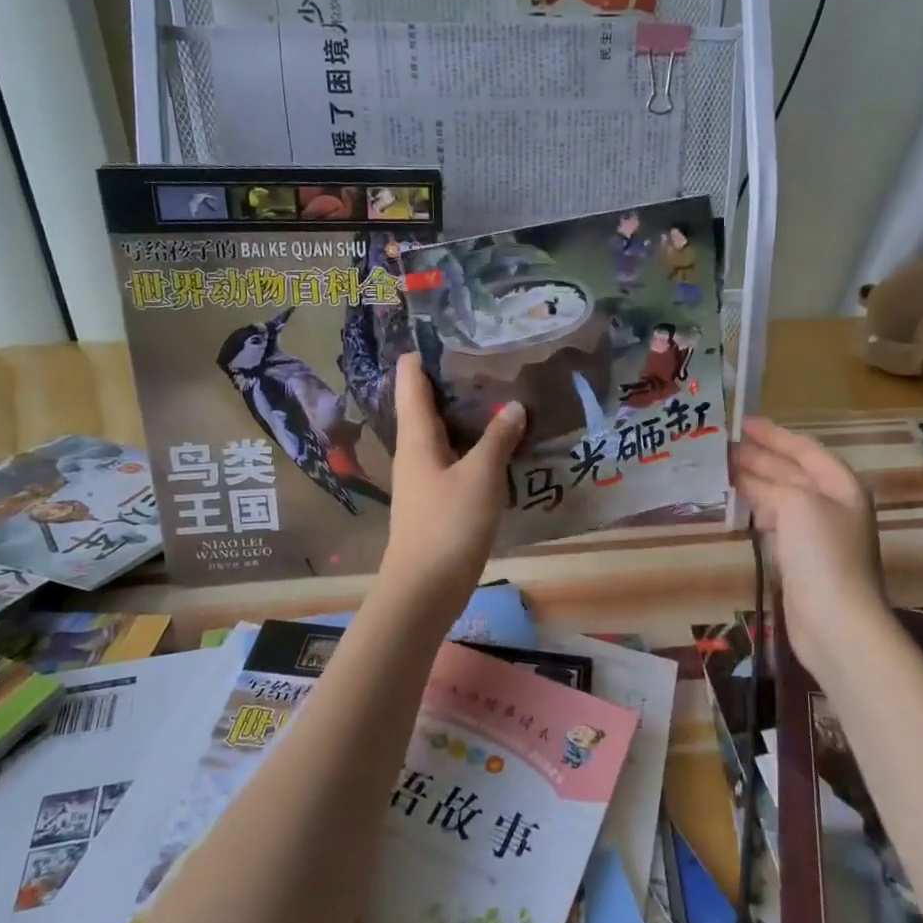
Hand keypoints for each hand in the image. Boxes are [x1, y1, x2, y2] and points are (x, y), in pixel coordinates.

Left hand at [382, 354, 524, 613]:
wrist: (424, 590)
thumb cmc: (448, 526)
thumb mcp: (480, 477)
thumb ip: (498, 439)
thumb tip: (513, 406)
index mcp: (417, 436)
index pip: (410, 380)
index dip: (426, 353)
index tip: (456, 333)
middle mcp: (414, 451)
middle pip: (428, 404)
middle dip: (457, 382)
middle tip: (494, 361)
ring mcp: (423, 478)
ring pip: (444, 434)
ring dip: (470, 417)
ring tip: (505, 397)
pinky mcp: (436, 501)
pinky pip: (454, 461)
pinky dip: (475, 447)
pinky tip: (502, 448)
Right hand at [731, 418, 884, 666]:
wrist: (835, 621)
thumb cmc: (821, 554)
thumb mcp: (797, 504)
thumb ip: (772, 483)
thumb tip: (746, 477)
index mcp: (840, 485)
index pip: (804, 449)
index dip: (774, 434)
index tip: (741, 422)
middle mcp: (831, 505)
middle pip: (791, 472)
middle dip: (758, 457)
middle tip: (721, 446)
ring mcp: (816, 533)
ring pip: (780, 497)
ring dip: (753, 482)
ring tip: (720, 471)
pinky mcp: (800, 559)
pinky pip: (775, 522)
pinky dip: (755, 510)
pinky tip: (736, 506)